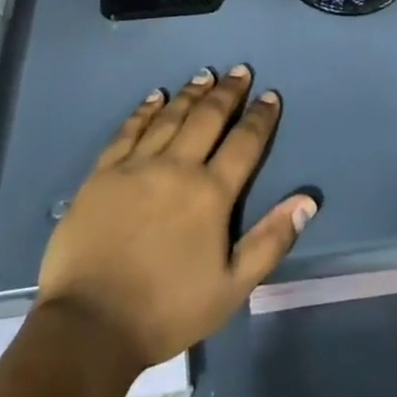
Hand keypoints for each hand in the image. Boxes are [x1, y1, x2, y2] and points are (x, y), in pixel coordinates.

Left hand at [35, 66, 315, 372]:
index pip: (244, 144)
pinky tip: (154, 97)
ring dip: (191, 93)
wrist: (90, 325)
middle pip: (207, 118)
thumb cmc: (167, 310)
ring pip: (170, 116)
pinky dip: (144, 110)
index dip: (260, 118)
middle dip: (227, 92)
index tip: (270, 95)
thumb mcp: (232, 287)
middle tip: (239, 71)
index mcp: (211, 194)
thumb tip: (307, 200)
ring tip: (205, 74)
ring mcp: (136, 166)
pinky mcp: (103, 173)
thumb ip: (271, 240)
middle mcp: (177, 167)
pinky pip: (128, 130)